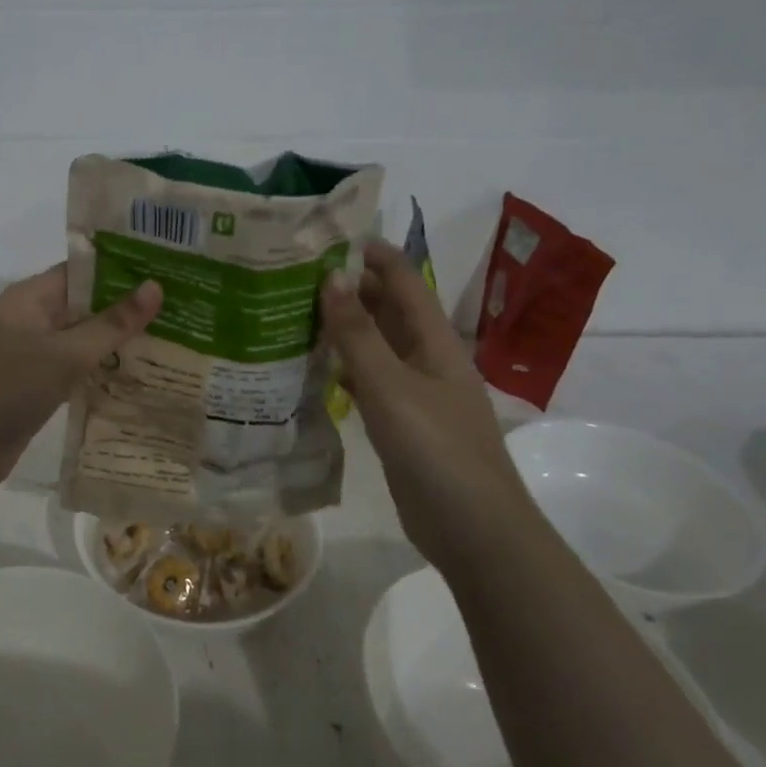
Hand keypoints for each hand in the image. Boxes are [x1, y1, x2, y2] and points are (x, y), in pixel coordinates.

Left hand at [0, 266, 162, 493]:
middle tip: (180, 310)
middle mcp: (31, 320)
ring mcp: (32, 355)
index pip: (83, 272)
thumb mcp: (65, 353)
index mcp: (31, 298)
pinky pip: (75, 370)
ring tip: (171, 341)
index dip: (123, 270)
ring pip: (83, 341)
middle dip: (127, 310)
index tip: (166, 272)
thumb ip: (111, 324)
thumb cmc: (8, 387)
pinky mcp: (36, 387)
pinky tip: (139, 377)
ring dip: (117, 344)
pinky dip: (102, 372)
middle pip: (86, 306)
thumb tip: (155, 287)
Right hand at [320, 240, 538, 566]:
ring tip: (291, 311)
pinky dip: (342, 368)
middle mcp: (426, 358)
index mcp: (434, 340)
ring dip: (342, 327)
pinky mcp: (401, 423)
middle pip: (387, 309)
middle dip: (348, 287)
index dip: (370, 253)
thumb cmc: (437, 450)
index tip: (323, 236)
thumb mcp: (392, 387)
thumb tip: (330, 275)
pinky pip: (368, 382)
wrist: (474, 530)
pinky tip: (309, 367)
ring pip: (375, 345)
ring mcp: (414, 392)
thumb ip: (359, 334)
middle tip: (291, 274)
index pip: (403, 279)